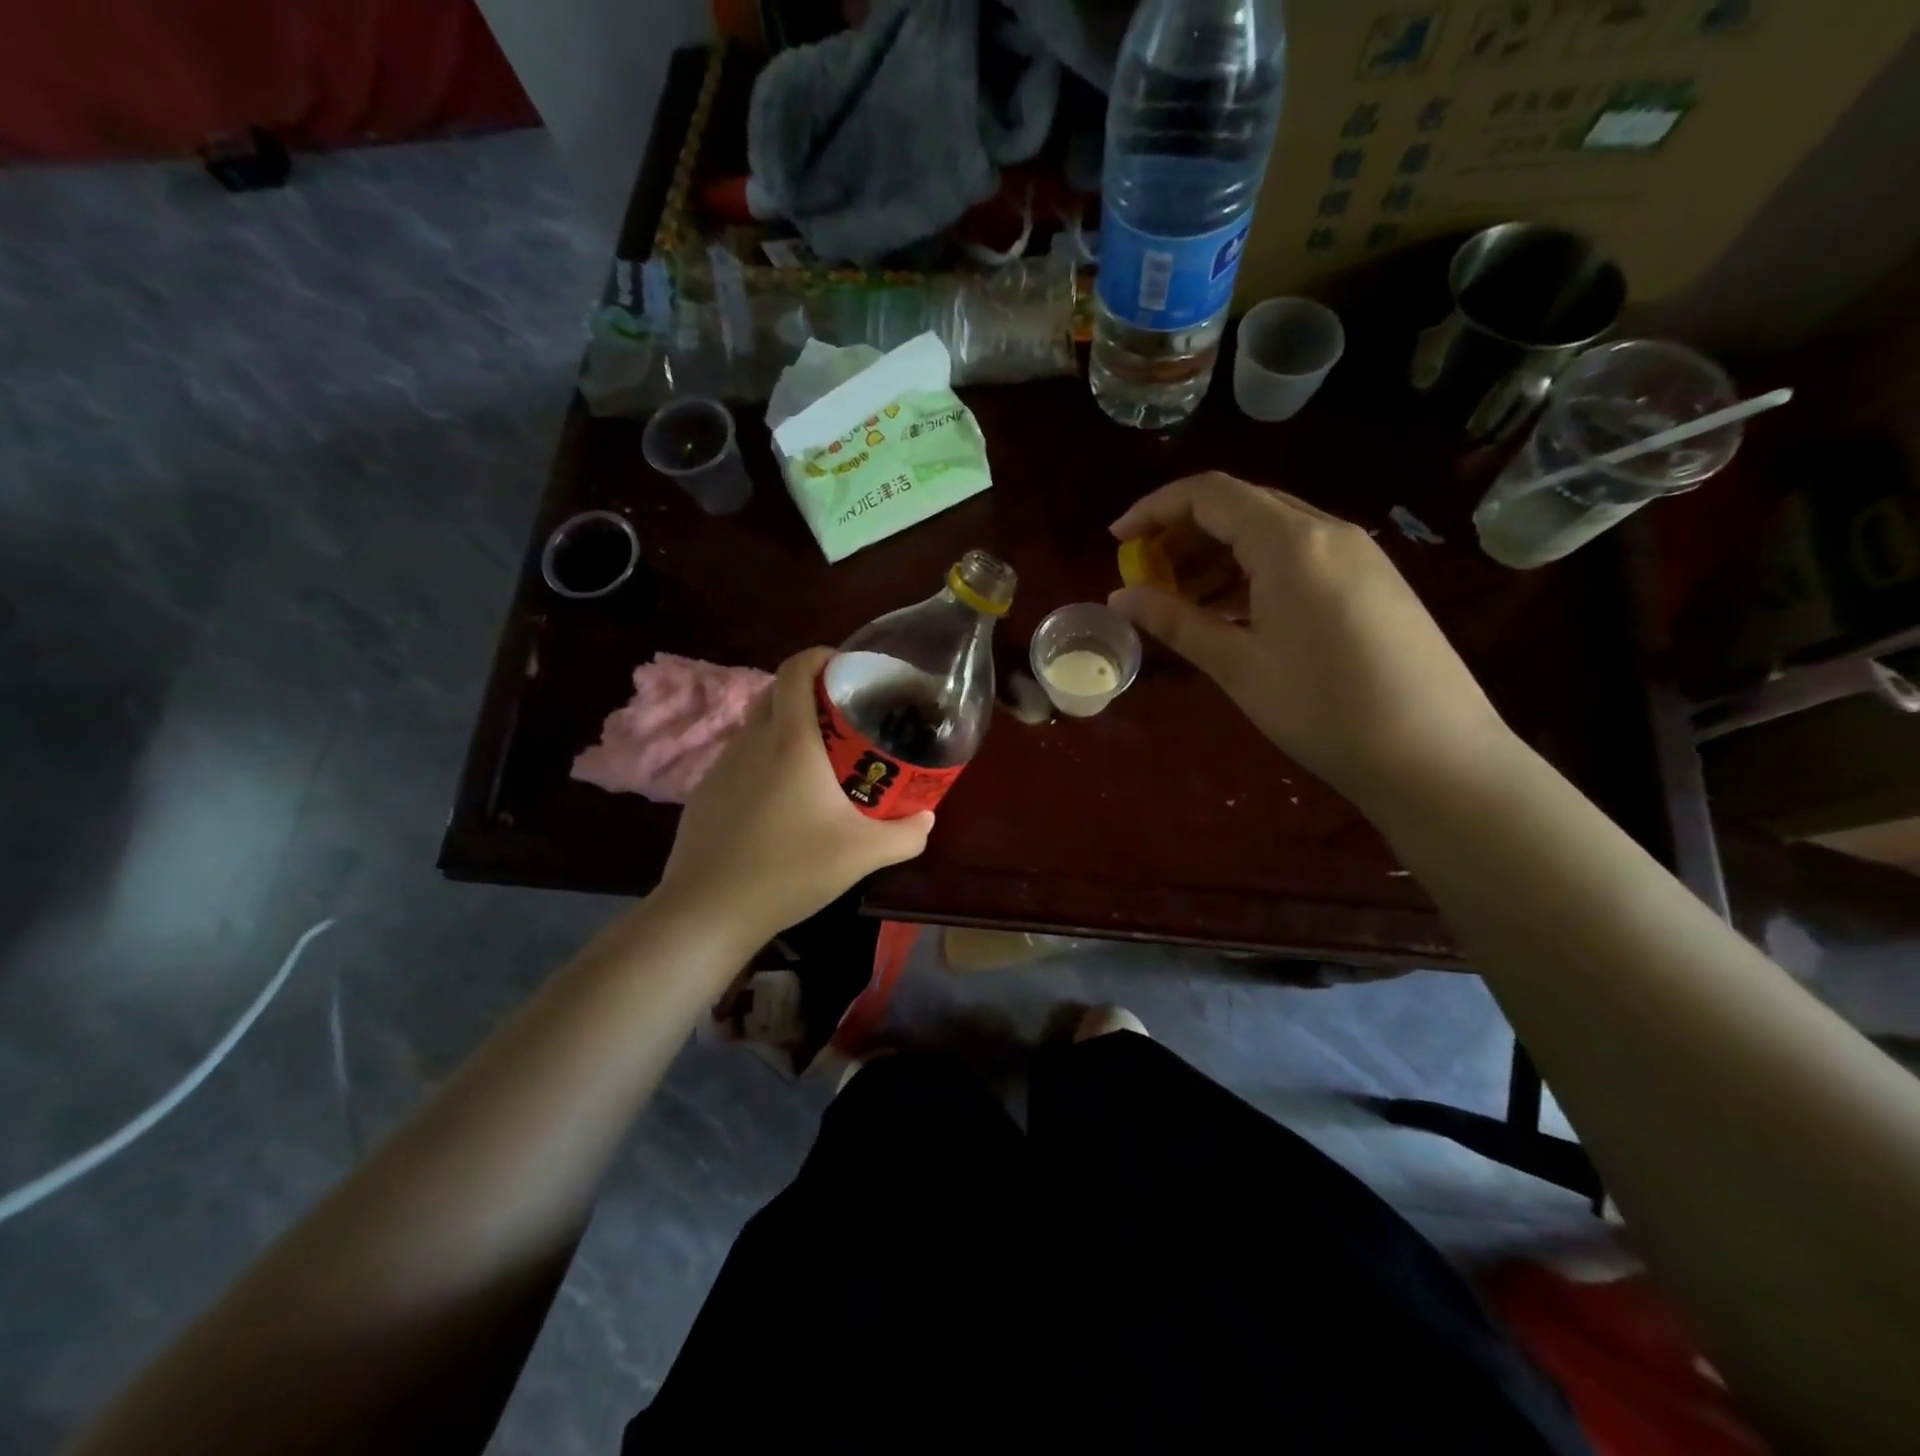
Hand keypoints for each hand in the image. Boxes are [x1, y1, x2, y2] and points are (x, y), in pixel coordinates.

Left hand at [659, 647, 933, 940]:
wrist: (709, 909)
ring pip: (756, 726)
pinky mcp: (705, 791)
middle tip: (844, 718)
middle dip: (809, 692)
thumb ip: (905, 835)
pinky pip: (741, 758)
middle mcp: (752, 741)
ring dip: (786, 727)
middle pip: (776, 691)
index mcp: (791, 741)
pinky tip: (781, 801)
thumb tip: (926, 818)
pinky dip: (764, 759)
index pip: (796, 669)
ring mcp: (722, 765)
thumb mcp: (862, 855)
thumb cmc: (789, 869)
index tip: (847, 668)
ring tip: (818, 760)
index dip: (821, 656)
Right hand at [1109, 472, 1509, 798]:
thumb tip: (1120, 598)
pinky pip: (1299, 556)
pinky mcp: (1373, 580)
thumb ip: (1176, 622)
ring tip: (1183, 602)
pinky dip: (1254, 572)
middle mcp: (1327, 531)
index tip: (1117, 541)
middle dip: (1183, 535)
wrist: (1435, 756)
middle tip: (1147, 578)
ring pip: (1271, 531)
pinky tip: (1234, 613)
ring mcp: (1357, 554)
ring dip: (1218, 555)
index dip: (1154, 509)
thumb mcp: (1238, 666)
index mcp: (1290, 542)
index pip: (1209, 495)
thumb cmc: (1323, 710)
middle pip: (1240, 506)